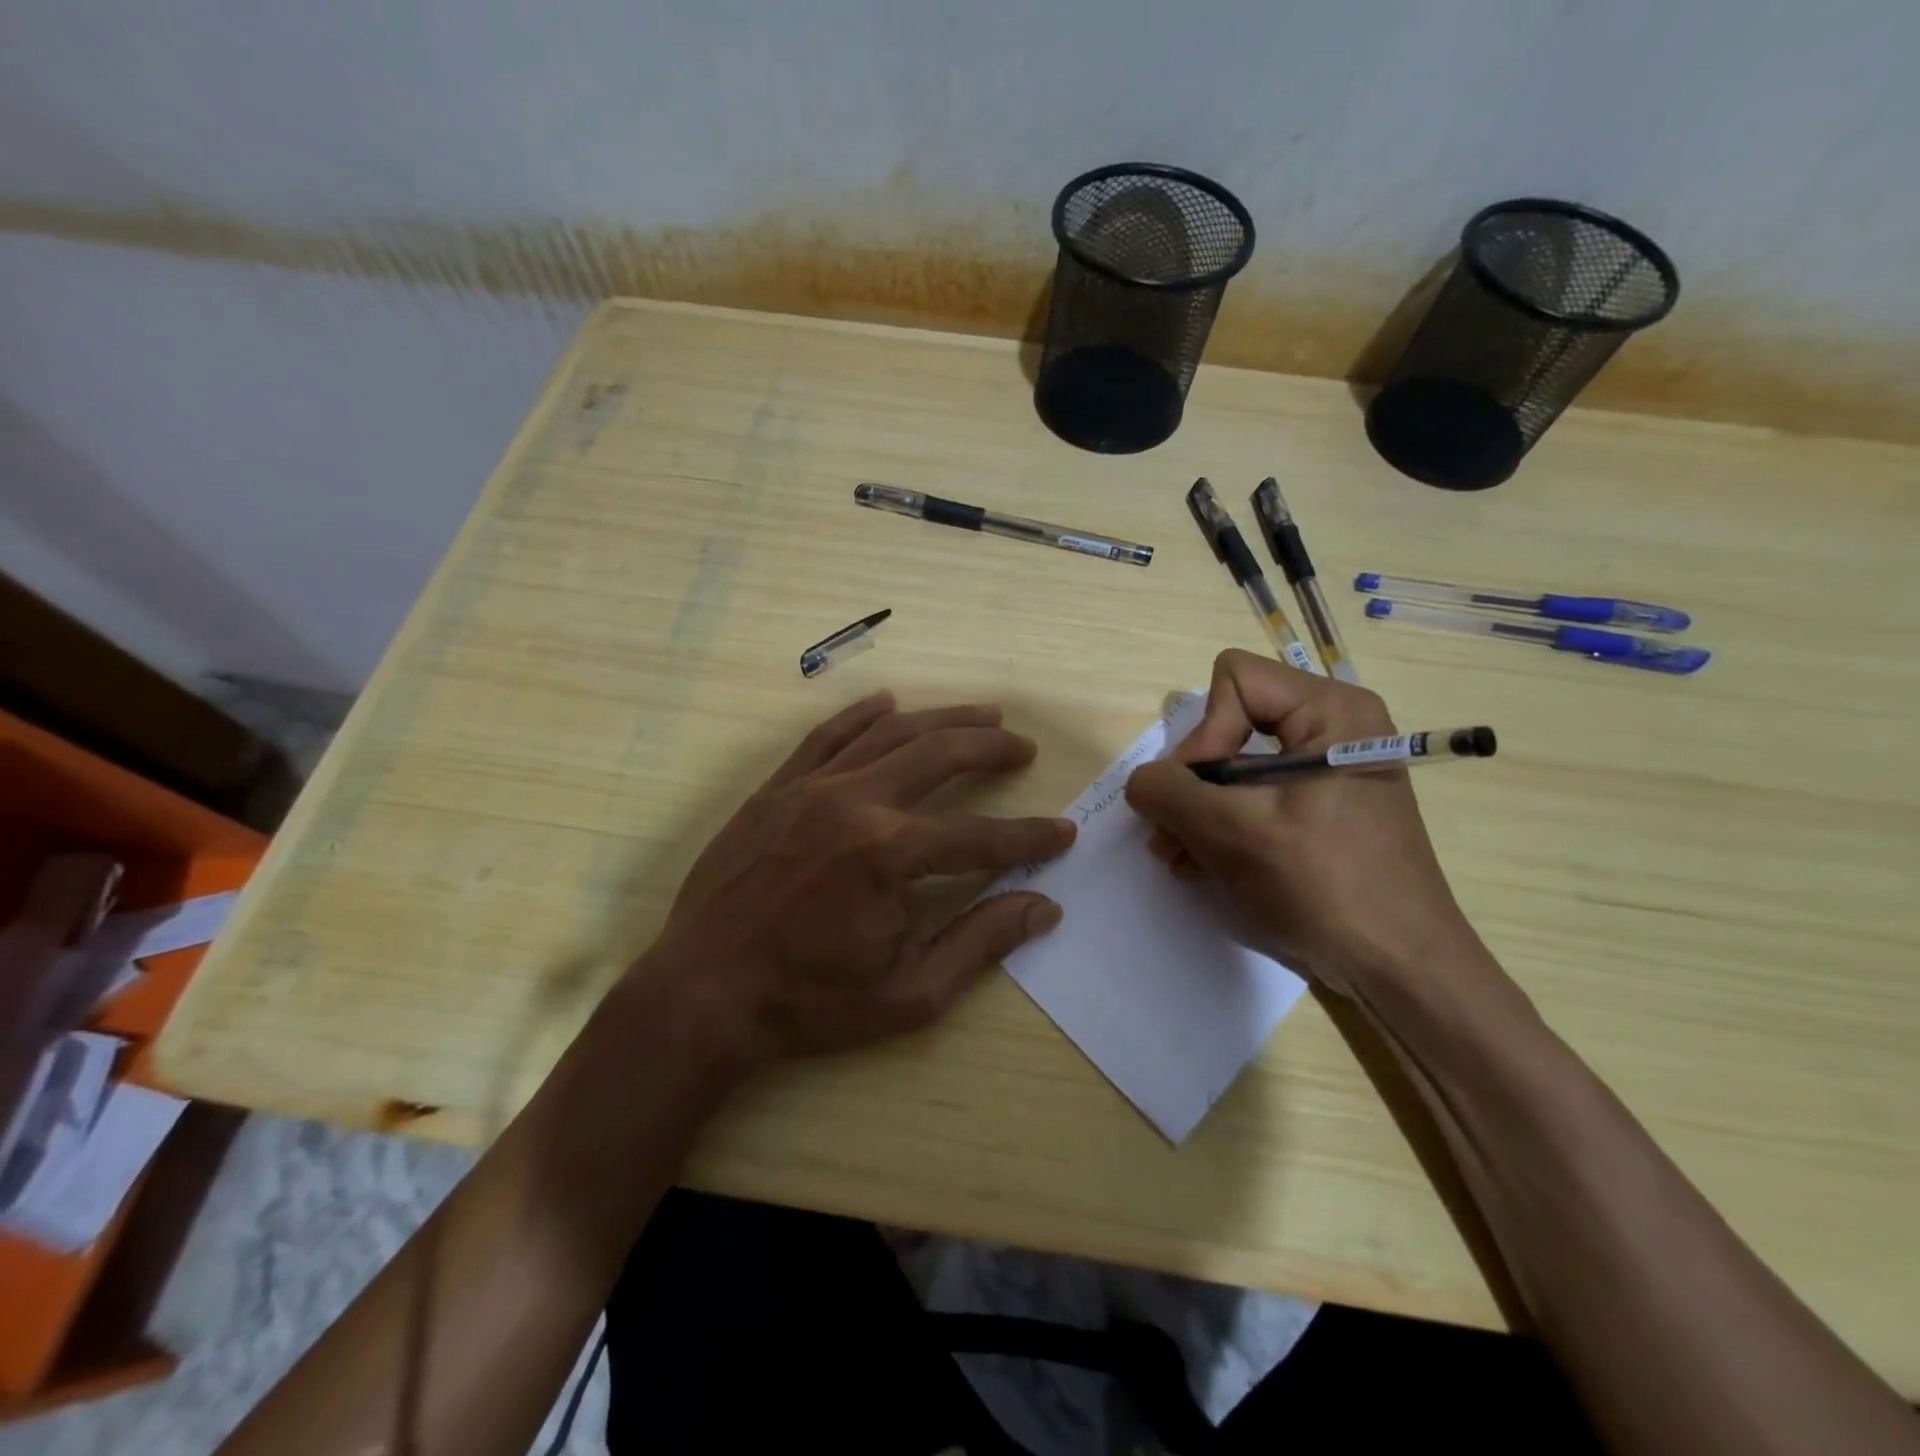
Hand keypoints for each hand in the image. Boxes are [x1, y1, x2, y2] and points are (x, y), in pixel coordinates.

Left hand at [634, 691, 1074, 1070]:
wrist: (702, 995)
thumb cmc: (809, 1004)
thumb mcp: (910, 993)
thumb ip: (980, 942)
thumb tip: (1044, 908)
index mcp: (888, 854)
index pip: (978, 836)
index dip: (1028, 837)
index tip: (1063, 833)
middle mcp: (854, 802)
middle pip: (938, 755)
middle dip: (990, 748)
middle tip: (1022, 747)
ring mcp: (809, 788)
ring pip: (889, 733)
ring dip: (941, 720)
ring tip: (982, 714)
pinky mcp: (776, 790)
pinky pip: (826, 736)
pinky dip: (862, 714)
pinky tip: (889, 703)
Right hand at [1124, 650, 1482, 997]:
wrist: (1400, 968)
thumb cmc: (1325, 886)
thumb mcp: (1234, 833)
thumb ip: (1170, 793)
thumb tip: (1140, 782)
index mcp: (1331, 711)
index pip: (1235, 682)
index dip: (1205, 734)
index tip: (1200, 796)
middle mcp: (1332, 728)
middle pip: (1230, 724)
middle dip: (1193, 781)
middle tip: (1171, 834)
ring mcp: (1327, 770)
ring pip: (1235, 764)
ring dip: (1198, 809)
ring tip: (1179, 856)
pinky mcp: (1320, 808)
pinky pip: (1254, 795)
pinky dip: (1222, 825)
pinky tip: (1203, 864)